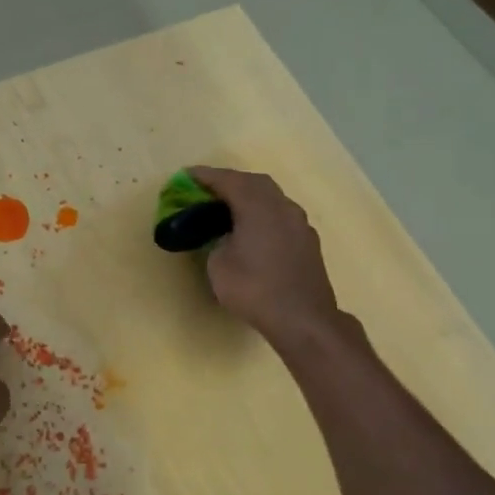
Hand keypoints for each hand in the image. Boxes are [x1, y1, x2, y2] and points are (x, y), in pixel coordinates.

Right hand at [188, 167, 341, 344]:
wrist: (302, 318)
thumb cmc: (254, 289)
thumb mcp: (219, 265)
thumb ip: (218, 242)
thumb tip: (227, 238)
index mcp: (257, 206)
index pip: (228, 181)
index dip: (206, 176)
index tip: (187, 175)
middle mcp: (282, 206)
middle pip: (254, 183)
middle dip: (230, 182)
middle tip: (208, 190)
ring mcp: (299, 223)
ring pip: (271, 198)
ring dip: (250, 197)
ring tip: (229, 208)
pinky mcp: (307, 241)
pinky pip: (280, 216)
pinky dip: (263, 214)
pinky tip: (253, 229)